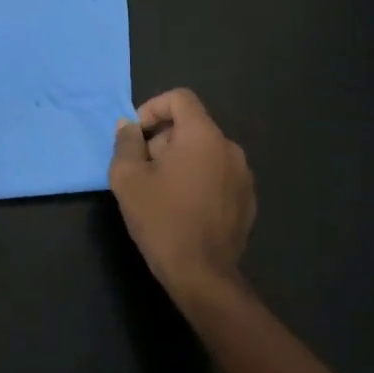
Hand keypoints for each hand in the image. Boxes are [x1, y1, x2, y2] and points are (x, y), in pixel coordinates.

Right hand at [109, 89, 255, 300]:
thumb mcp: (127, 178)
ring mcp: (243, 175)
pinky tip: (183, 207)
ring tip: (160, 189)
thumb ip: (126, 143)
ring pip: (204, 151)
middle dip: (162, 139)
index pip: (180, 98)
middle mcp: (229, 148)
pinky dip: (198, 178)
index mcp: (203, 136)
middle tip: (142, 168)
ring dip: (180, 160)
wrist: (202, 274)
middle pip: (191, 125)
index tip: (136, 136)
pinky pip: (218, 174)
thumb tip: (128, 126)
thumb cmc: (161, 219)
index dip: (153, 108)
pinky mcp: (247, 199)